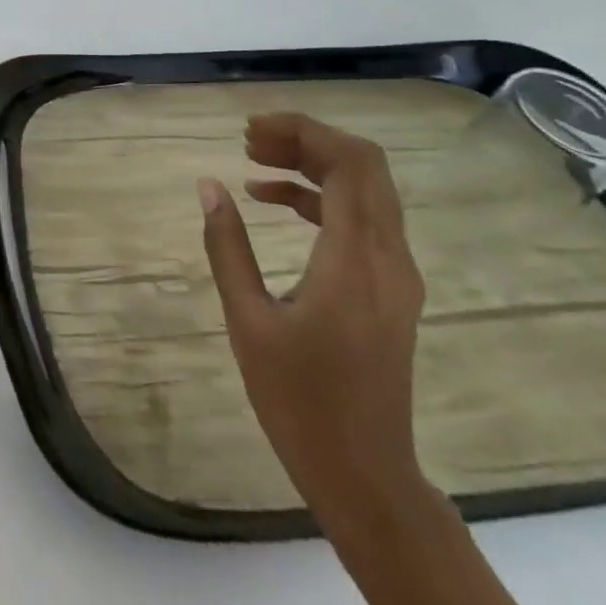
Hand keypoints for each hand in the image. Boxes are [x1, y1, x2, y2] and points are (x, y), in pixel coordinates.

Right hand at [197, 112, 428, 535]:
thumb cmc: (299, 401)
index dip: (303, 132)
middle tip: (249, 141)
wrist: (365, 474)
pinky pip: (364, 219)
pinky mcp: (391, 289)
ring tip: (254, 163)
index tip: (251, 130)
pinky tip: (274, 203)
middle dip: (307, 140)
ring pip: (367, 189)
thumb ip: (227, 246)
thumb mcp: (248, 320)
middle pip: (363, 166)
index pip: (348, 163)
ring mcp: (396, 274)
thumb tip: (208, 185)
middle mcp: (388, 257)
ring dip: (314, 166)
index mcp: (355, 260)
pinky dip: (322, 198)